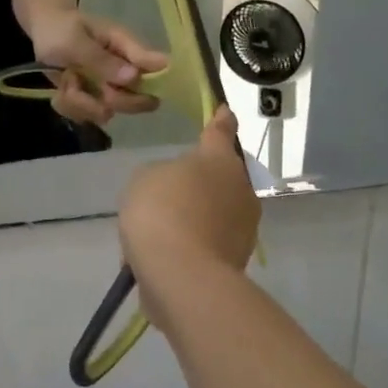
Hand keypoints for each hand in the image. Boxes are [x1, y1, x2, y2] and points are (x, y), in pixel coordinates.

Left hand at [29, 9, 169, 125]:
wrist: (40, 32)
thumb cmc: (59, 28)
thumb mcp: (74, 41)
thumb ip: (101, 59)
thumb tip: (134, 77)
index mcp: (127, 48)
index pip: (157, 68)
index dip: (151, 85)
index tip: (117, 87)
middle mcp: (124, 71)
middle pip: (139, 102)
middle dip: (109, 100)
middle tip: (83, 83)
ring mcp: (108, 87)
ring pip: (107, 112)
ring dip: (80, 102)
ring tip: (66, 80)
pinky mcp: (92, 100)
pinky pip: (86, 116)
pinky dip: (69, 106)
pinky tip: (61, 88)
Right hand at [119, 107, 258, 319]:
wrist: (181, 275)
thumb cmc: (161, 211)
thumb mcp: (144, 178)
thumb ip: (162, 174)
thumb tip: (176, 187)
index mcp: (218, 160)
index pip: (220, 131)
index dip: (220, 120)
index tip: (225, 111)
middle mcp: (240, 189)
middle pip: (222, 177)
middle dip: (203, 181)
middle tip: (171, 191)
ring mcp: (243, 227)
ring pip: (217, 211)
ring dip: (197, 215)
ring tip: (164, 230)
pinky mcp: (237, 260)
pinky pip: (210, 242)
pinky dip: (194, 244)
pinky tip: (167, 255)